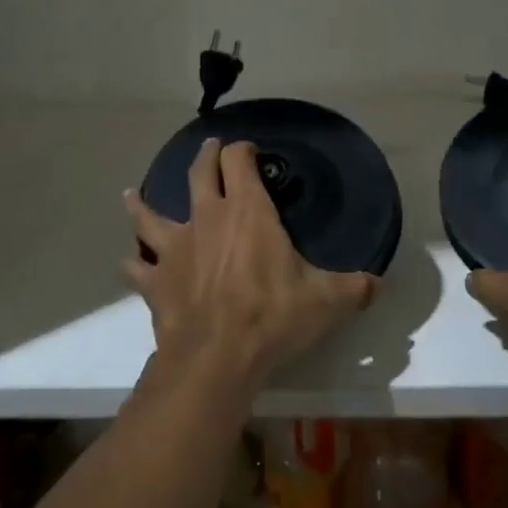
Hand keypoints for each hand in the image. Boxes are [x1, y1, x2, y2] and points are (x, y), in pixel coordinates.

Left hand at [123, 139, 376, 393]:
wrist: (215, 357)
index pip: (239, 161)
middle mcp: (206, 218)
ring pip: (151, 215)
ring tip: (132, 194)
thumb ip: (356, 287)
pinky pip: (136, 268)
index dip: (243, 150)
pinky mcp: (155, 281)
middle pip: (198, 173)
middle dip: (205, 157)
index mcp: (247, 211)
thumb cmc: (272, 317)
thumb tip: (380, 284)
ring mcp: (175, 248)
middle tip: (209, 149)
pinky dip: (132, 264)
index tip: (249, 150)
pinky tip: (127, 263)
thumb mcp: (326, 301)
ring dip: (142, 204)